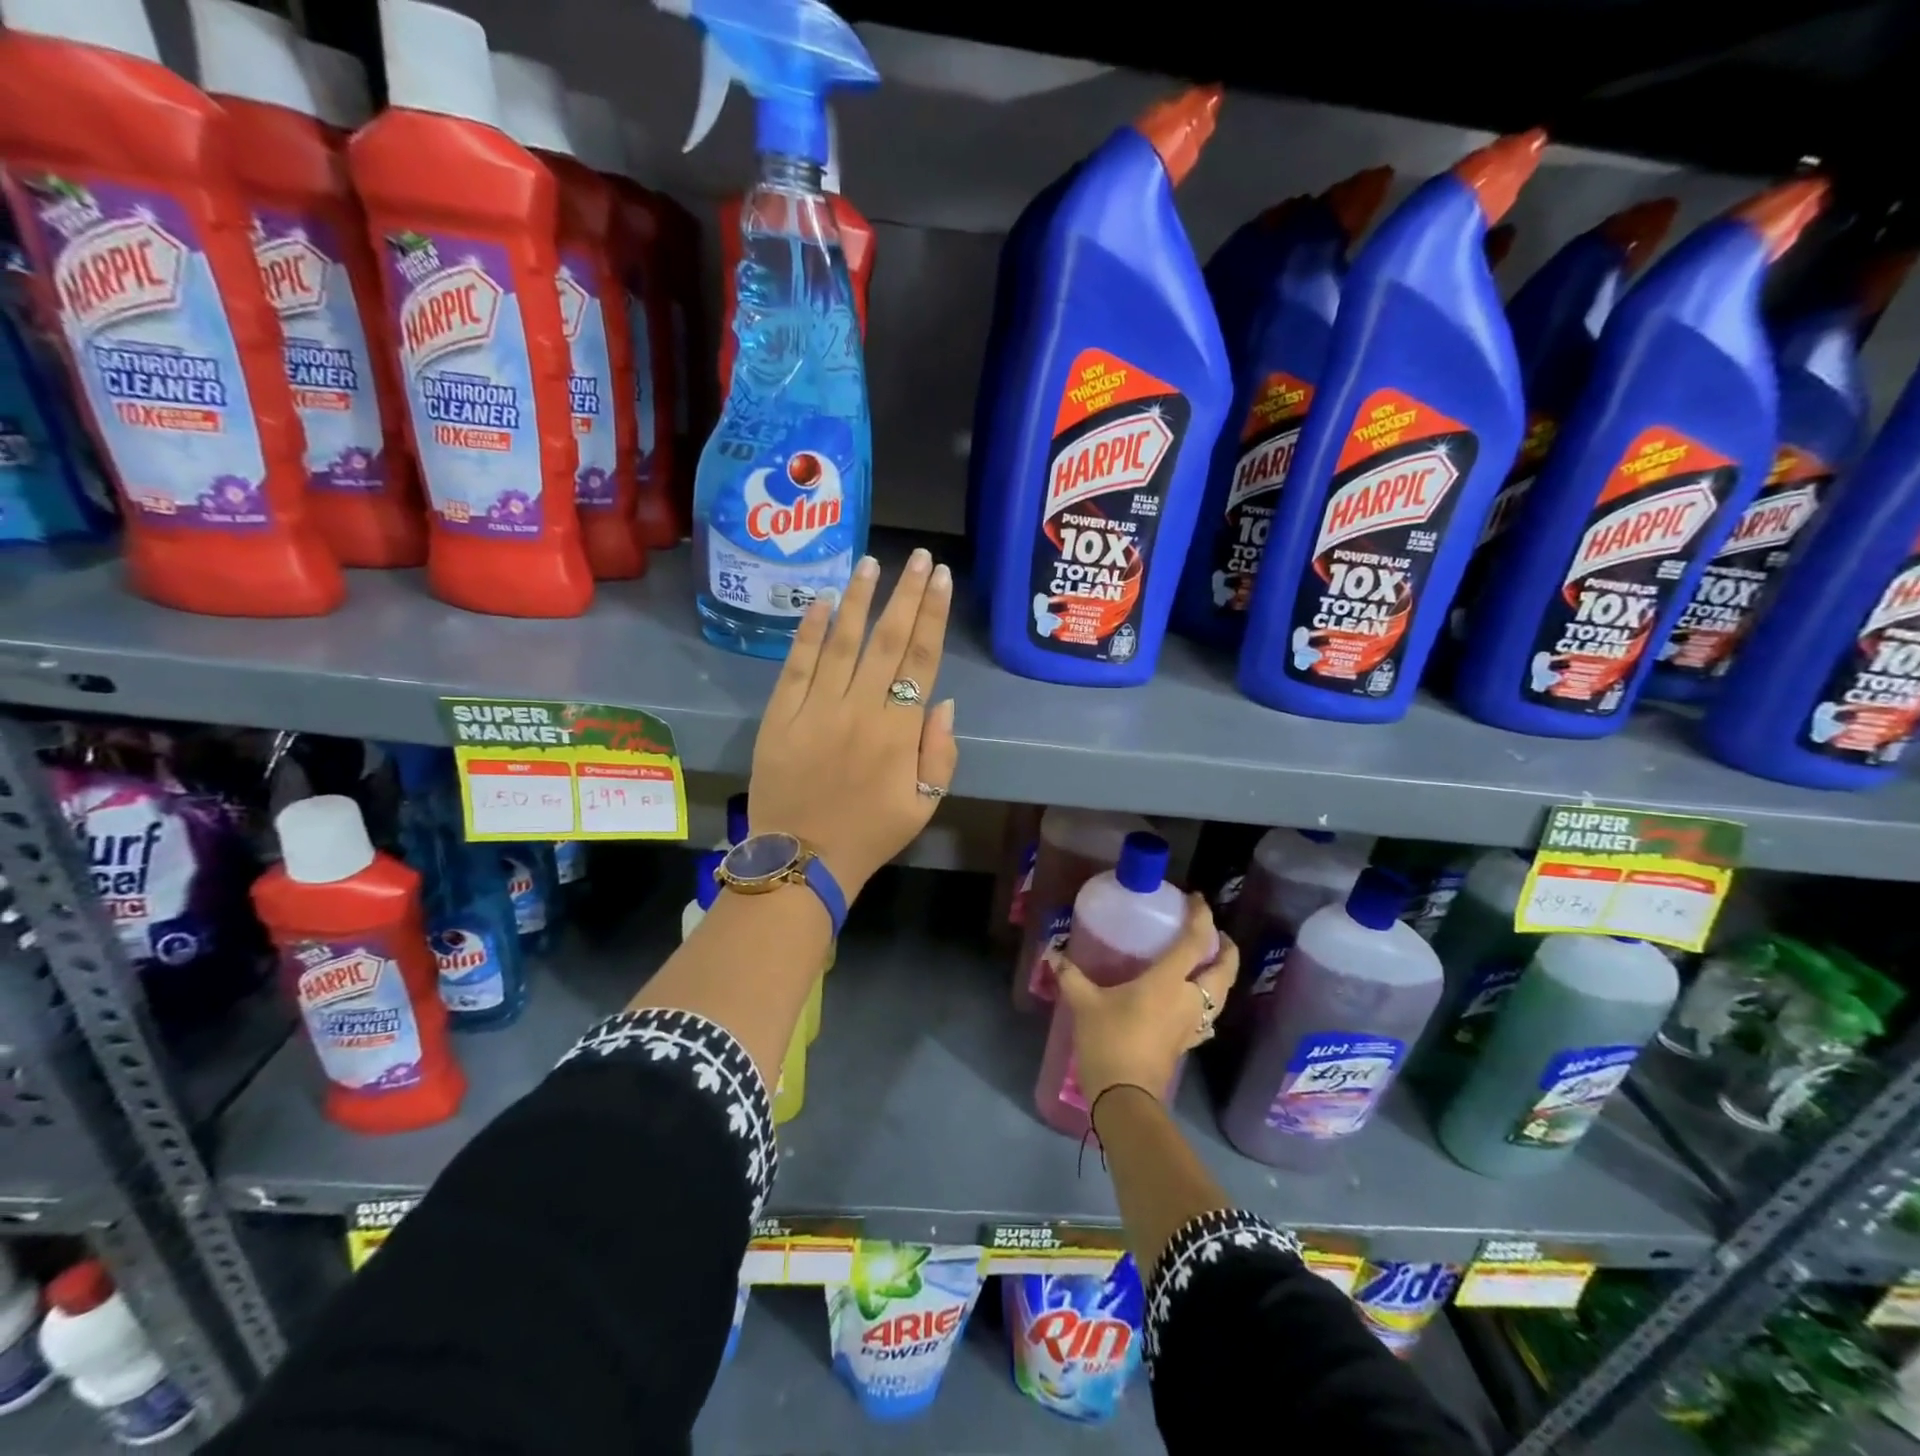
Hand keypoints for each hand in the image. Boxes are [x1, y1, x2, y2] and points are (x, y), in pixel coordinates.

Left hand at [748, 549, 957, 896]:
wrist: (803, 860)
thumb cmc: (871, 834)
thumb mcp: (925, 803)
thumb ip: (940, 751)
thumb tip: (942, 700)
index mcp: (899, 732)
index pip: (921, 659)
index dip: (932, 615)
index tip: (940, 579)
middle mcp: (860, 710)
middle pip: (886, 641)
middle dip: (905, 595)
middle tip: (917, 557)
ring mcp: (816, 709)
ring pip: (842, 643)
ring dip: (858, 600)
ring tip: (871, 563)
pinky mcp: (780, 715)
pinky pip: (797, 665)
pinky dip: (810, 632)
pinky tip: (821, 601)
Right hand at [1055, 895, 1236, 1107]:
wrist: (1125, 1096)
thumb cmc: (1109, 1041)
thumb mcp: (1084, 1003)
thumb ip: (1071, 975)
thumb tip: (1053, 953)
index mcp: (1170, 981)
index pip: (1196, 941)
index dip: (1201, 917)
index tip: (1197, 899)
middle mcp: (1190, 999)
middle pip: (1224, 969)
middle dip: (1225, 947)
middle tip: (1212, 932)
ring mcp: (1193, 1024)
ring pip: (1222, 994)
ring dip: (1222, 974)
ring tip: (1207, 962)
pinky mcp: (1188, 1043)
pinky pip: (1209, 1015)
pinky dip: (1210, 1001)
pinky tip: (1194, 1002)